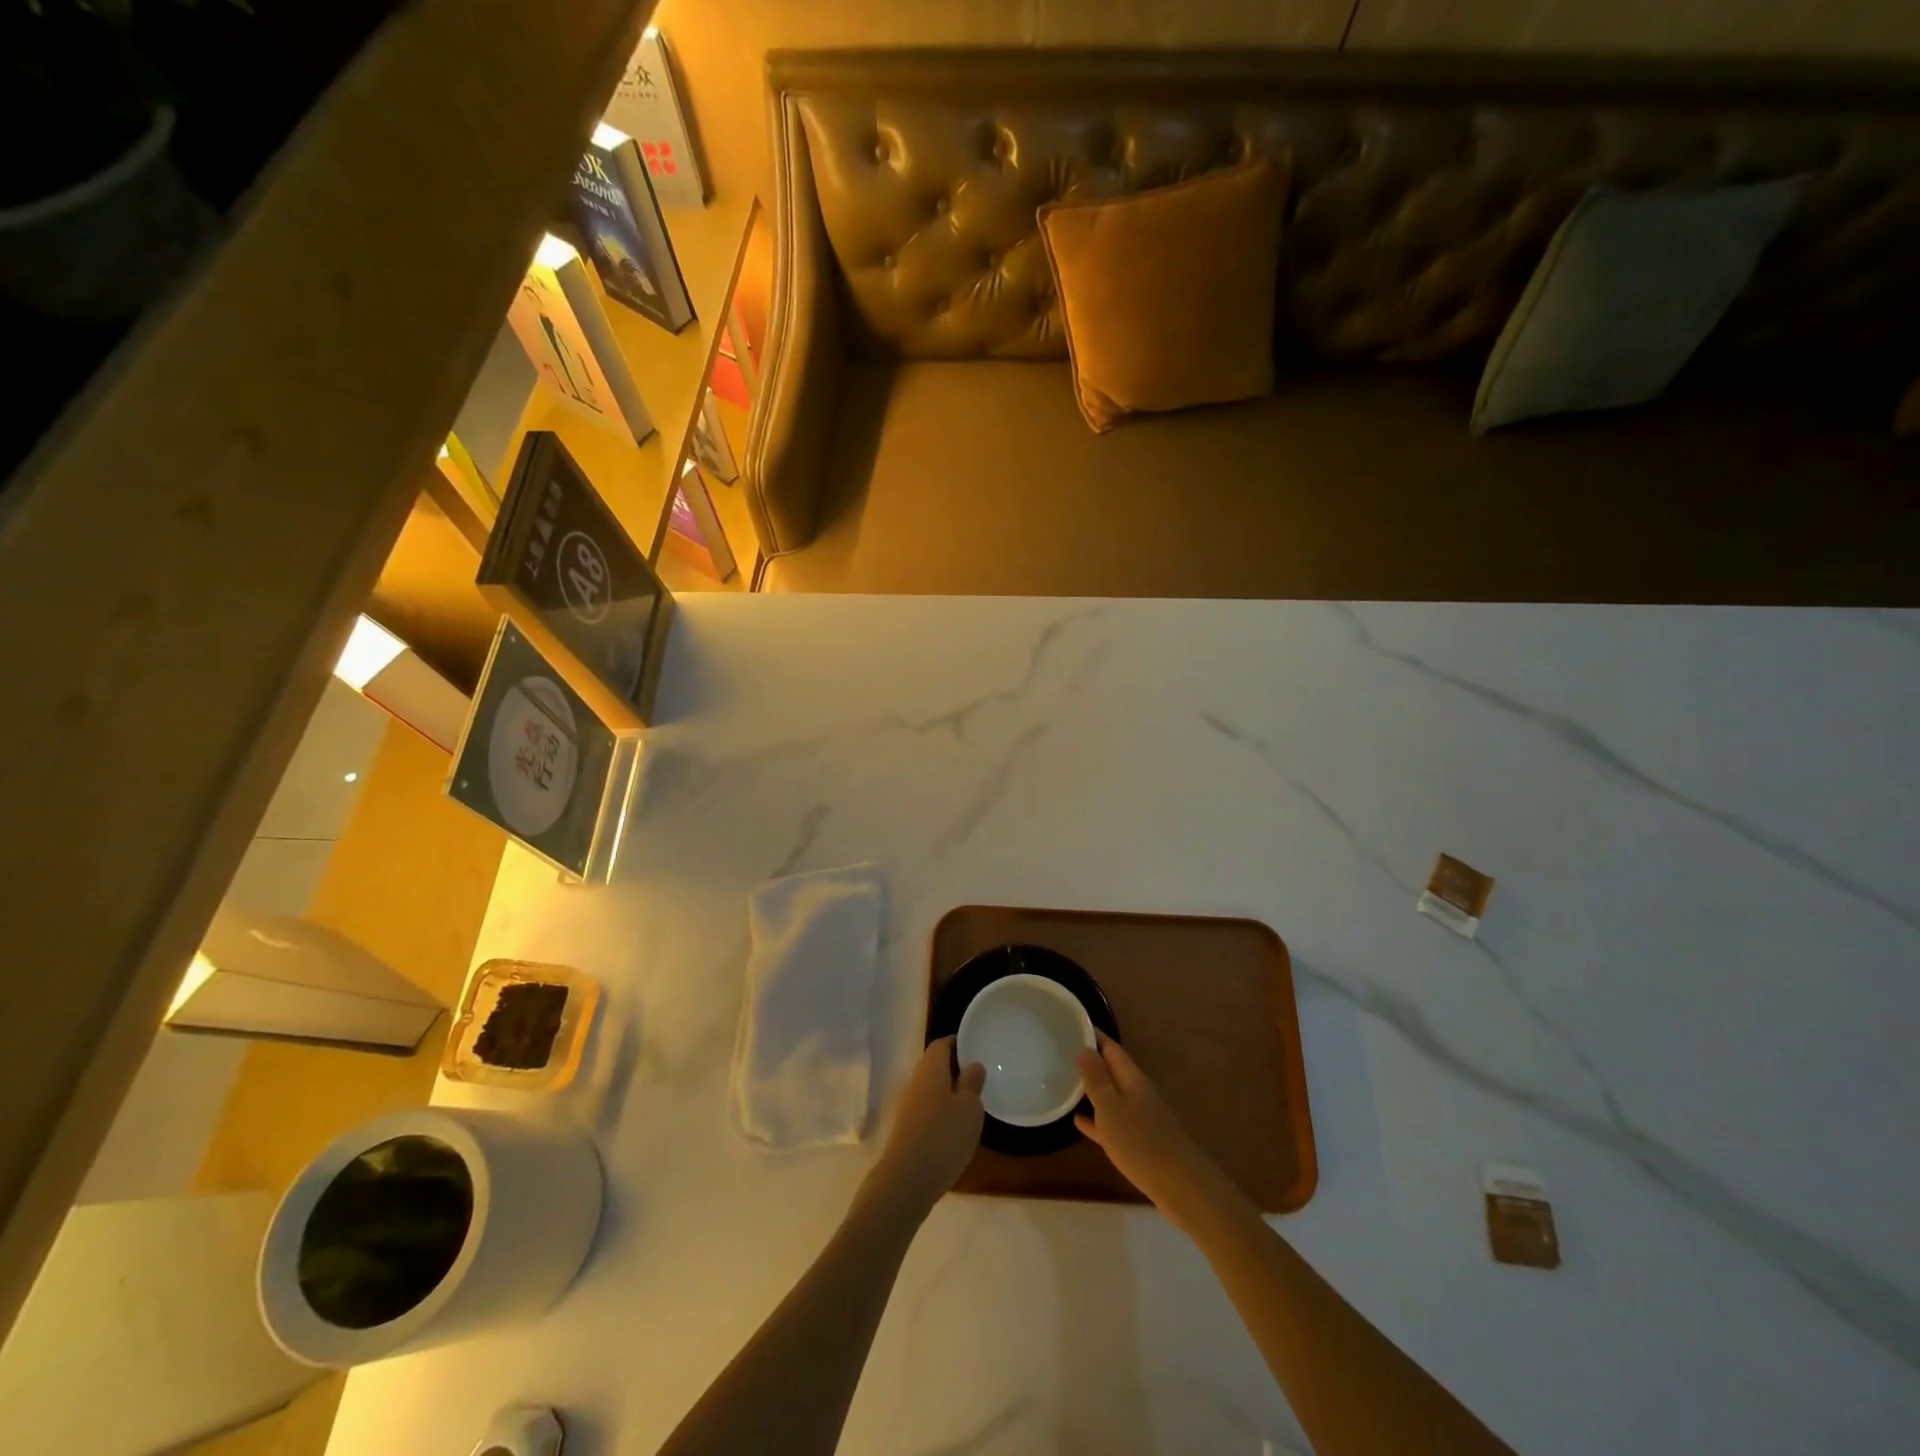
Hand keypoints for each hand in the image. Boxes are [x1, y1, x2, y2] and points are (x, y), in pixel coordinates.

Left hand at [866, 1038, 984, 1216]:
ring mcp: (908, 1108)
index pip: (942, 1044)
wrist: (906, 1181)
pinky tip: (955, 1130)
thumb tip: (973, 1064)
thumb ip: (972, 1083)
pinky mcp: (907, 1131)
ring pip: (931, 1090)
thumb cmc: (943, 1136)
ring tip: (972, 1104)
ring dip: (948, 1093)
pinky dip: (941, 1114)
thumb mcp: (969, 1108)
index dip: (958, 1043)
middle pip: (935, 1066)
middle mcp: (916, 1082)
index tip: (976, 1048)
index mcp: (931, 1069)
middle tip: (978, 1077)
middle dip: (955, 1069)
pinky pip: (927, 1112)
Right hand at [1075, 1034, 1219, 1219]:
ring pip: (1111, 1096)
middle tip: (1061, 1052)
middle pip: (1112, 1070)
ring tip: (1065, 1082)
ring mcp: (1140, 1118)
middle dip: (1090, 1060)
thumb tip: (1085, 1048)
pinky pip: (1113, 1124)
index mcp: (1132, 1078)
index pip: (1110, 1048)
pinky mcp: (1139, 1142)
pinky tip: (1079, 1122)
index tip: (1071, 1024)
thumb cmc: (1141, 1142)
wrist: (1180, 1186)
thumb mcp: (1111, 1108)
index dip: (1093, 1035)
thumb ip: (1097, 1079)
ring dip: (1092, 1089)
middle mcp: (1137, 1092)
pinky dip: (1097, 1120)